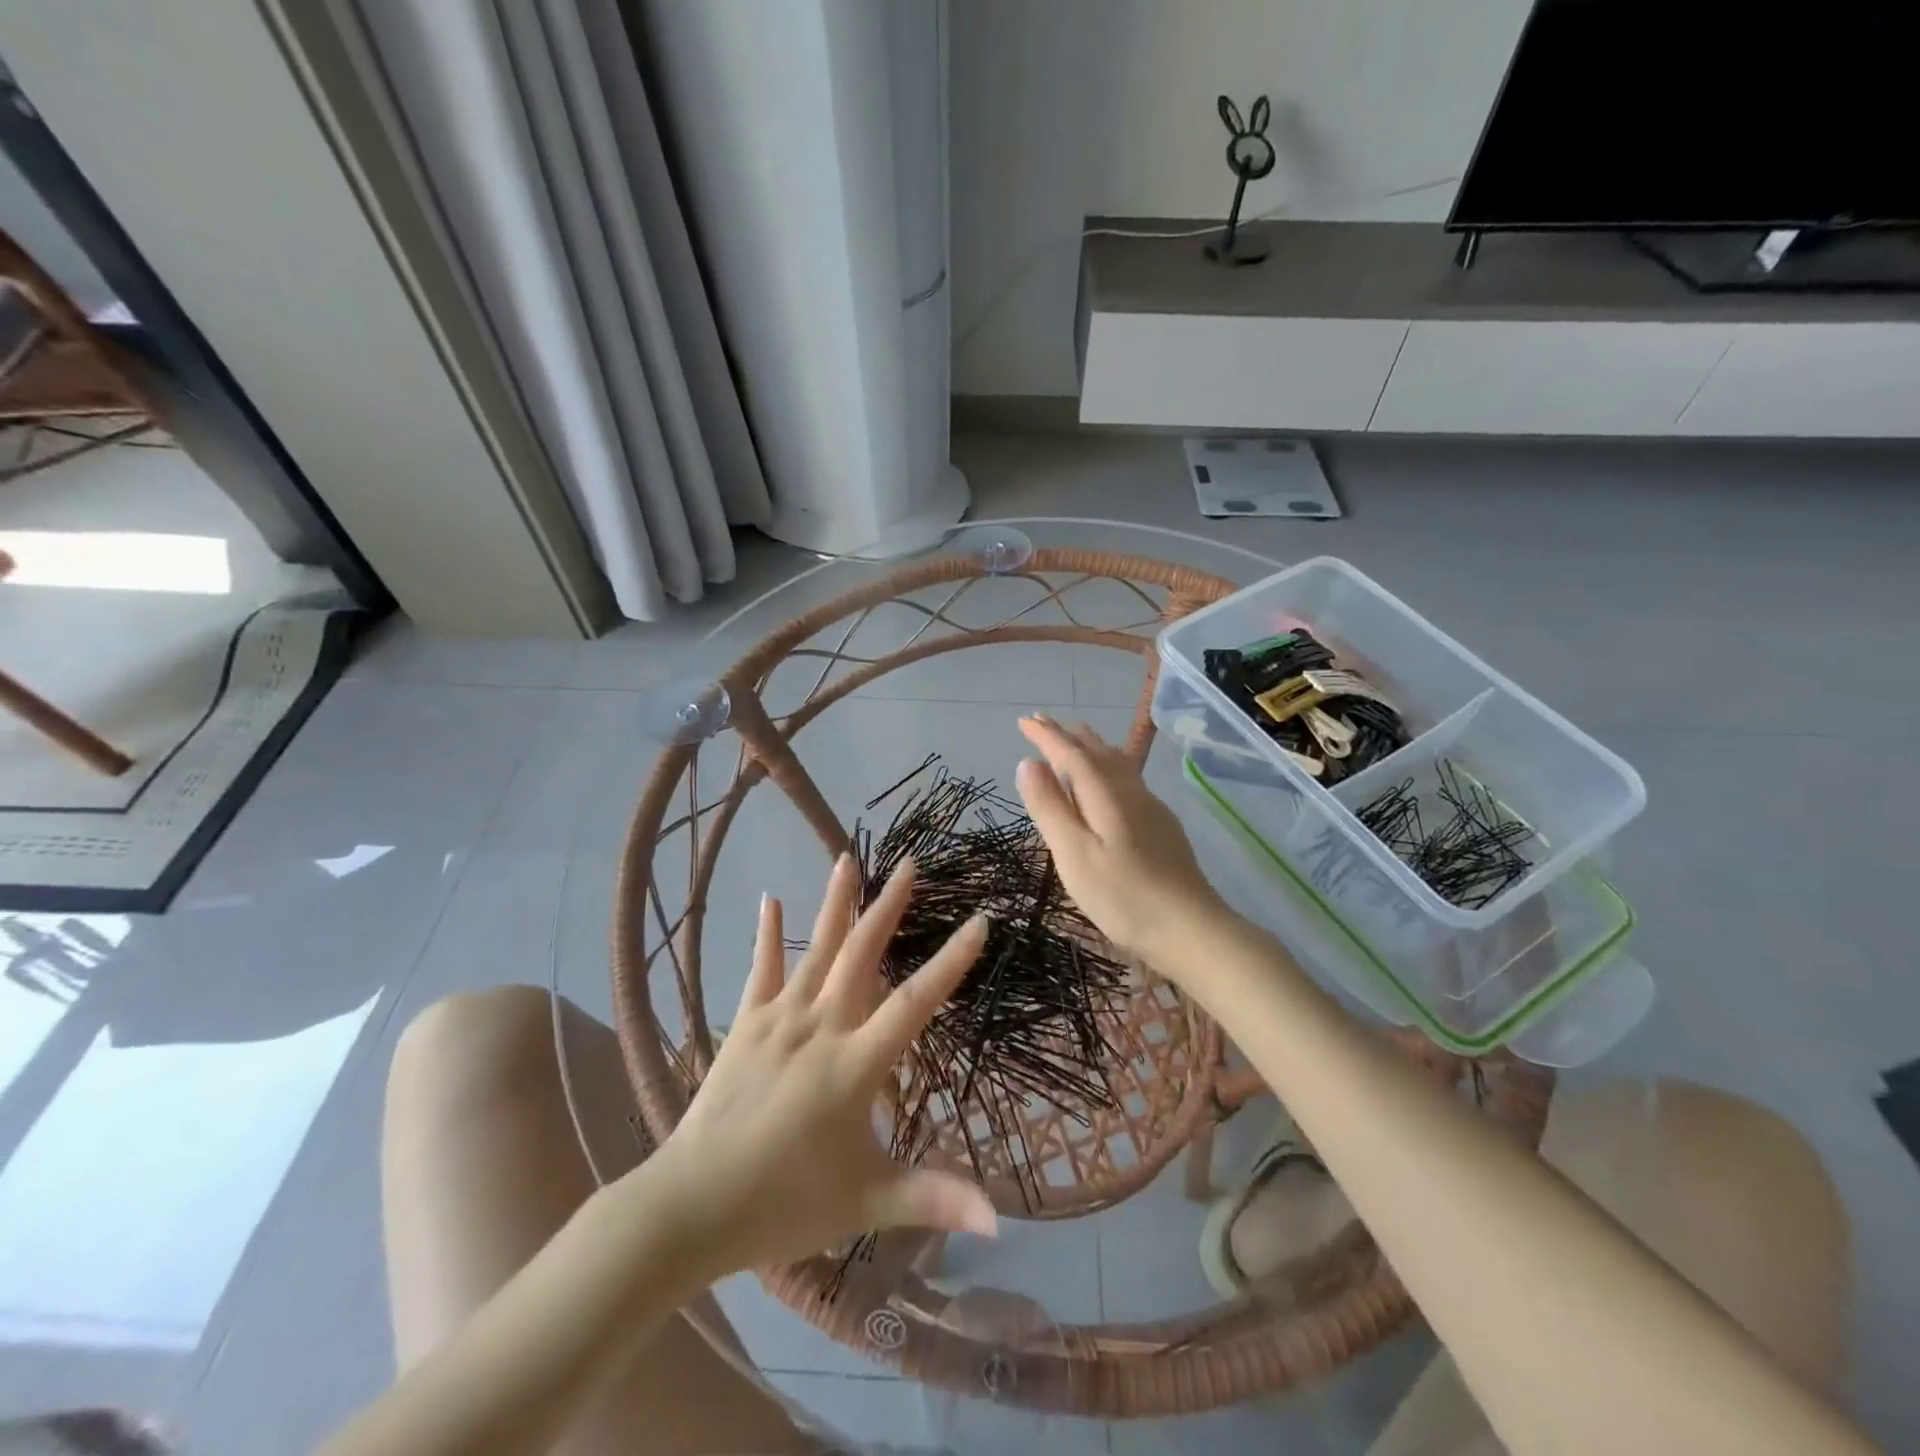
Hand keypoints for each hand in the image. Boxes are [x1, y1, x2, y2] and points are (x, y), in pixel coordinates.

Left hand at [641, 854, 996, 1279]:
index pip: (914, 1002)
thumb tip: (1000, 1220)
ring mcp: (778, 1021)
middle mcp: (820, 1027)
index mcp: (854, 1065)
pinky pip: (760, 970)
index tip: (979, 920)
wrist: (689, 1208)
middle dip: (888, 907)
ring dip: (835, 903)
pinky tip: (770, 899)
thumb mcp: (867, 1204)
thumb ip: (933, 1200)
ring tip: (848, 858)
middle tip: (910, 863)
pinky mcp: (745, 1025)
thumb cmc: (784, 1205)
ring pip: (815, 950)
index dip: (951, 961)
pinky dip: (767, 934)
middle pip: (861, 954)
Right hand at [1015, 714, 1229, 970]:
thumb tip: (1028, 762)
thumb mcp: (1074, 854)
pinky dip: (1108, 766)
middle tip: (1042, 721)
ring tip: (1078, 734)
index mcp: (1105, 794)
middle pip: (1096, 753)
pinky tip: (1112, 778)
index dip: (1046, 736)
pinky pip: (1127, 778)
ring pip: (1117, 763)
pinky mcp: (1161, 826)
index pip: (1070, 754)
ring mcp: (1150, 807)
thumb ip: (1050, 807)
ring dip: (1091, 746)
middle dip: (1067, 736)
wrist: (1190, 928)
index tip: (1024, 719)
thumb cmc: (1123, 896)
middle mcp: (1129, 791)